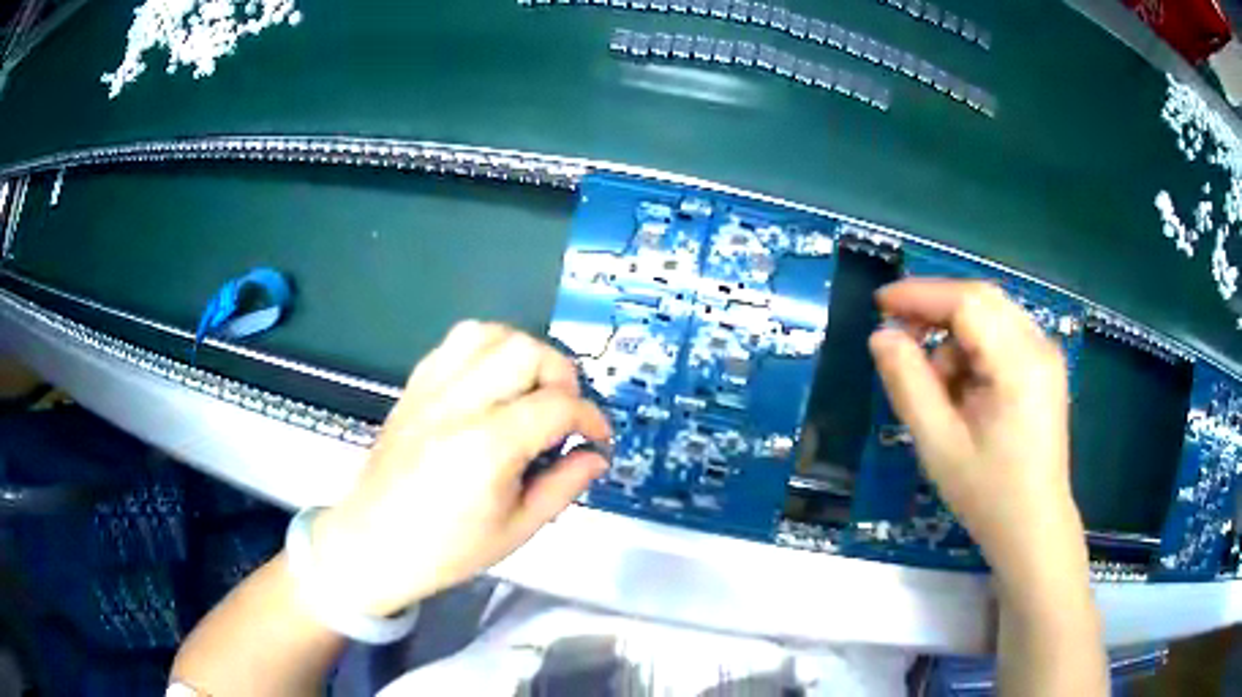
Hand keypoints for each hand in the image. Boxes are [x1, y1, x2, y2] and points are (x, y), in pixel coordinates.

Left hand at [310, 322, 611, 616]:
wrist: (373, 542)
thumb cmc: (446, 549)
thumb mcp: (517, 530)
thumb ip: (563, 486)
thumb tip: (595, 455)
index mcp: (486, 449)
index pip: (557, 406)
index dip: (591, 418)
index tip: (597, 438)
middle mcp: (458, 406)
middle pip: (527, 352)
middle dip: (561, 377)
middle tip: (563, 413)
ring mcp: (431, 390)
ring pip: (491, 333)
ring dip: (523, 354)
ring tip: (529, 391)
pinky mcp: (414, 385)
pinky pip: (456, 341)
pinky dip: (487, 349)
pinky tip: (492, 382)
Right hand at [867, 279, 1083, 584]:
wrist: (1033, 529)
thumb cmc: (987, 494)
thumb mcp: (939, 444)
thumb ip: (908, 384)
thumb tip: (881, 336)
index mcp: (1019, 363)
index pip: (968, 302)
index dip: (921, 295)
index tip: (880, 305)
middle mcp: (1039, 345)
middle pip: (981, 300)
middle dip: (935, 310)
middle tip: (899, 335)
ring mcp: (1045, 355)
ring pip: (990, 316)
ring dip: (954, 337)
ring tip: (938, 388)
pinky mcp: (1044, 368)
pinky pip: (1002, 336)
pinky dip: (973, 350)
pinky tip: (963, 390)